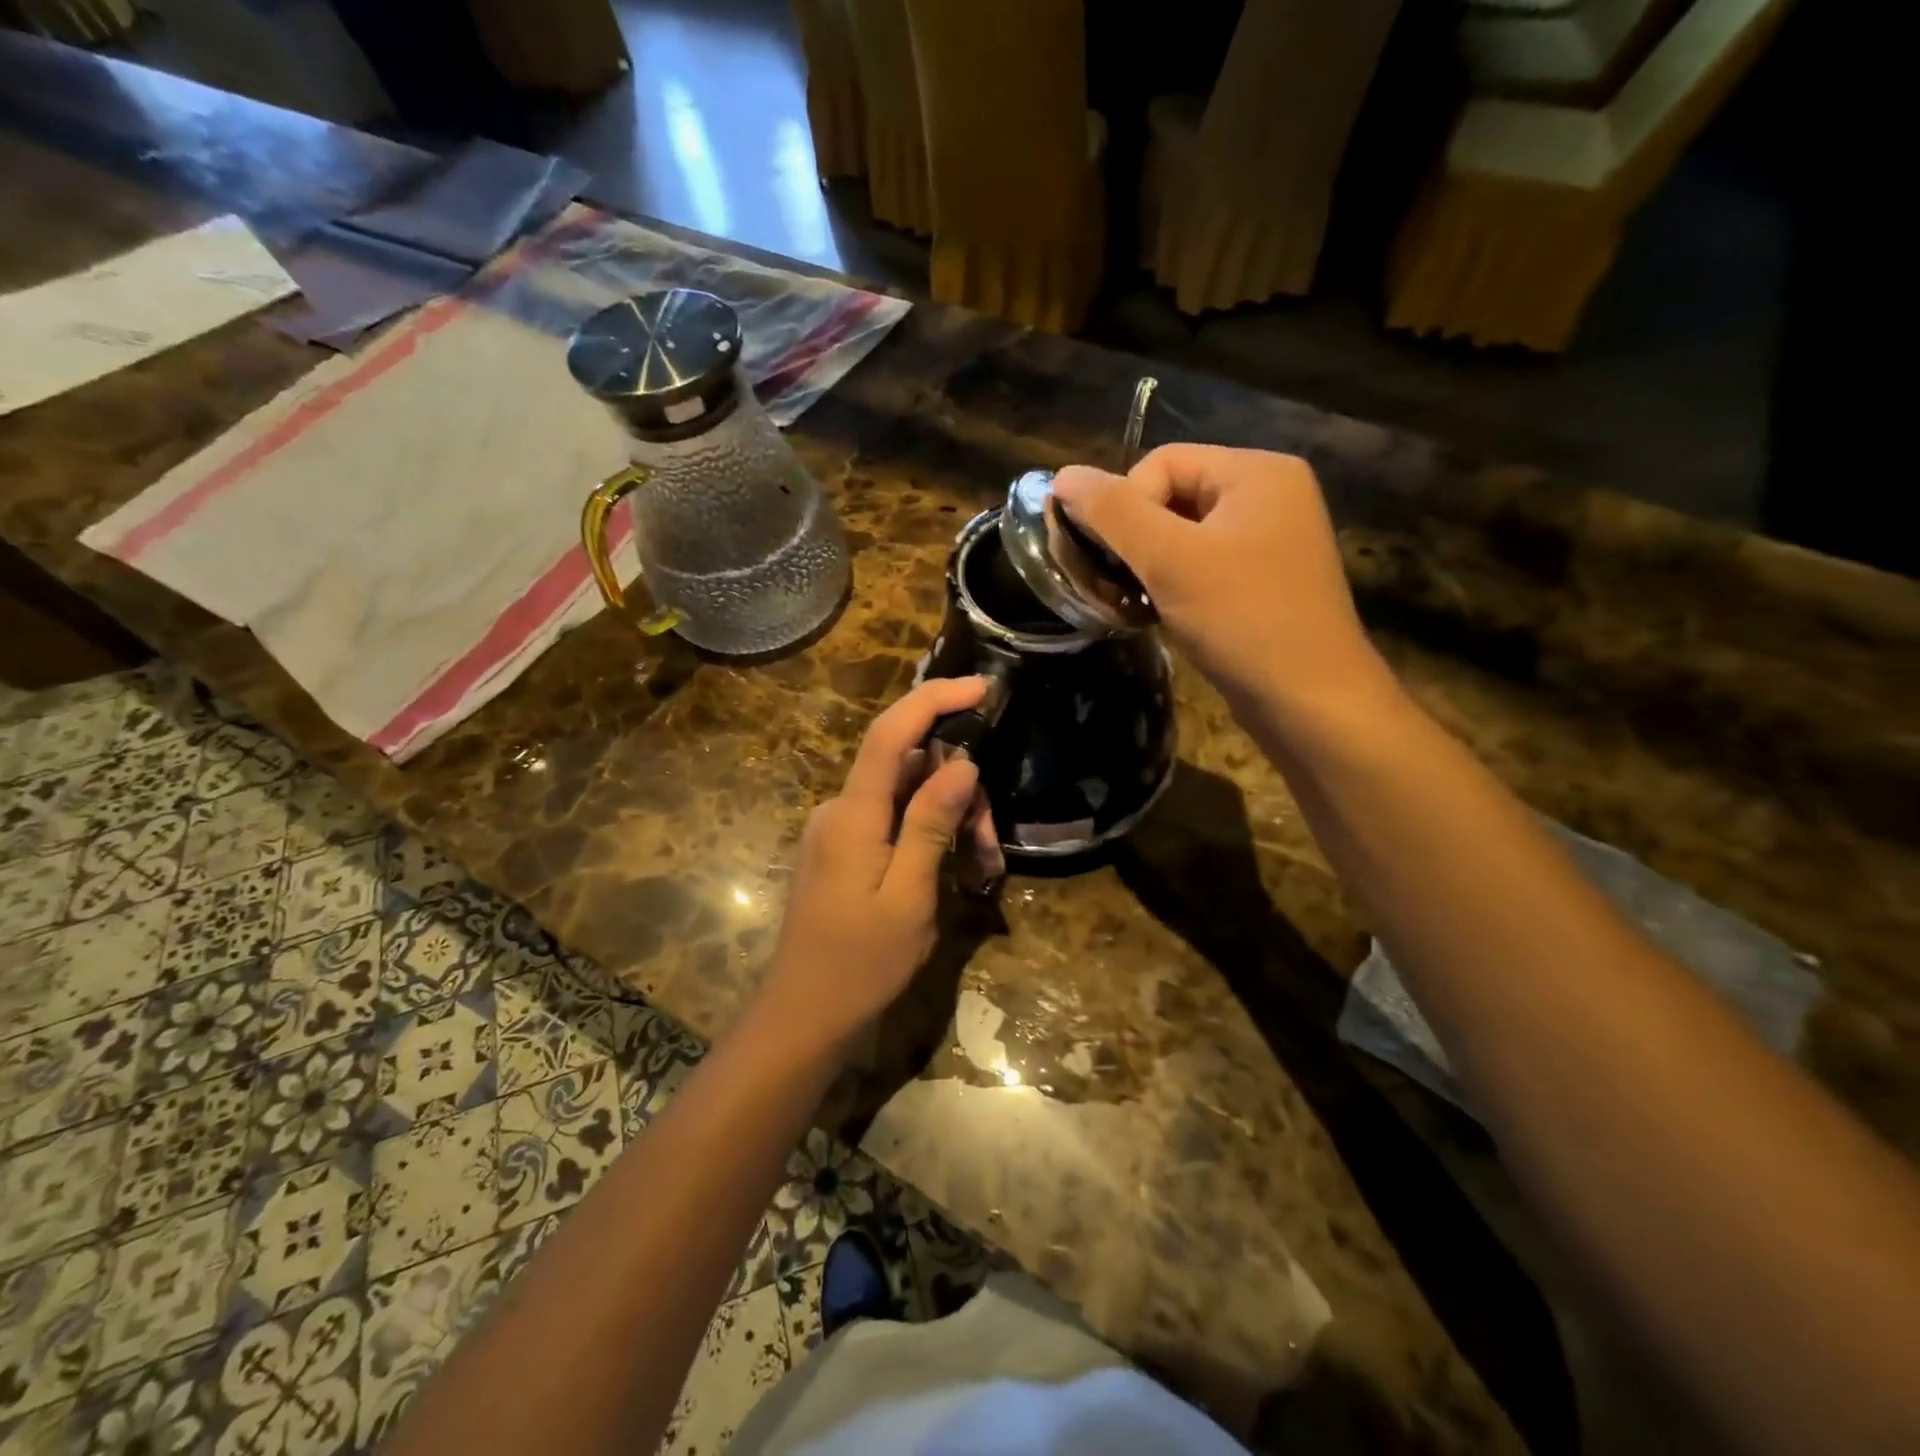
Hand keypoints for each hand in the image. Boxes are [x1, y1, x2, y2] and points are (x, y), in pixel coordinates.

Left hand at [758, 675, 988, 1055]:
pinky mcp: (841, 849)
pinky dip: (925, 832)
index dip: (934, 699)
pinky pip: (890, 820)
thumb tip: (961, 763)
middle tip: (990, 841)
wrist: (802, 1016)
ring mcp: (837, 830)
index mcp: (853, 814)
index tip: (981, 686)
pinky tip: (951, 867)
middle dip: (957, 787)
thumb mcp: (909, 897)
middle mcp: (839, 809)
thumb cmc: (860, 964)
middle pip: (906, 767)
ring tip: (978, 865)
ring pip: (903, 796)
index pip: (891, 734)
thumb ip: (931, 824)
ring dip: (946, 816)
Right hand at [1052, 444, 1396, 729]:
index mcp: (1257, 471)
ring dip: (1150, 565)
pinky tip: (1162, 614)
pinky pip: (1204, 565)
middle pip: (1172, 495)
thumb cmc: (1241, 619)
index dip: (1124, 505)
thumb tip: (1063, 476)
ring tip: (1136, 601)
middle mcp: (1270, 495)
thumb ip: (1112, 512)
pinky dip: (1174, 584)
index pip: (1161, 462)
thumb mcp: (1169, 559)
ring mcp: (1272, 541)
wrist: (1310, 701)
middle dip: (1135, 538)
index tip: (1114, 559)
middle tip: (1118, 583)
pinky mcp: (1265, 581)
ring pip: (1184, 535)